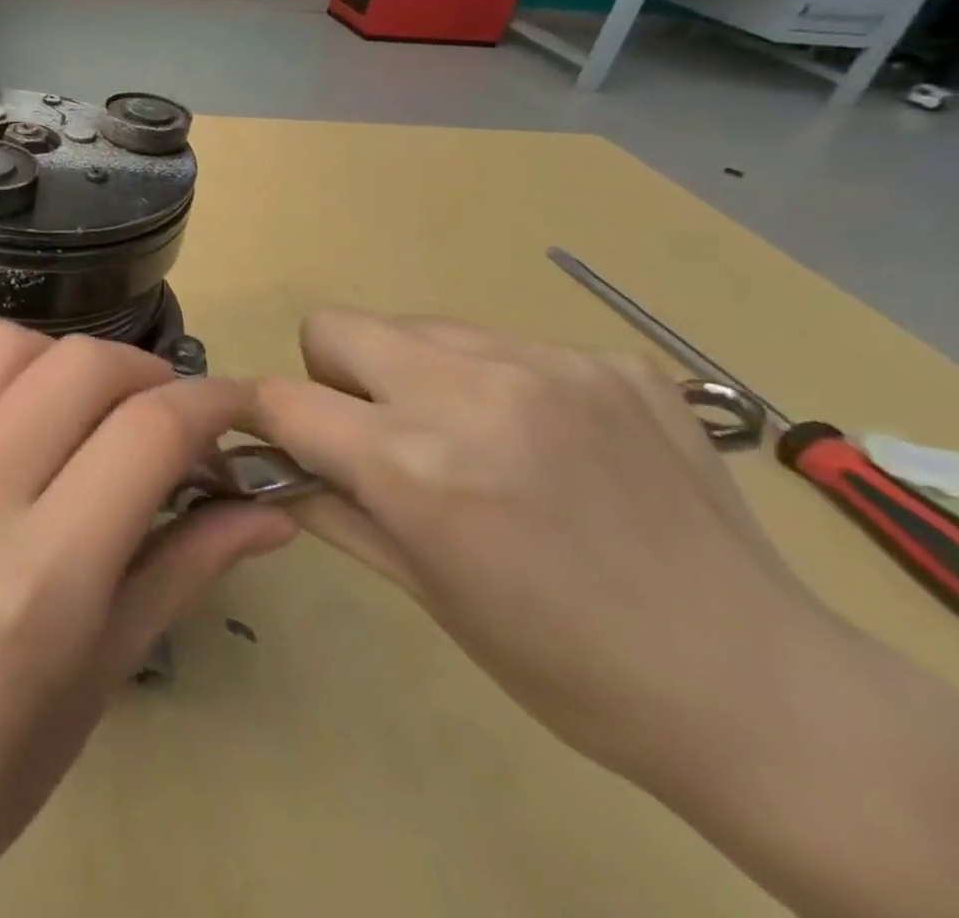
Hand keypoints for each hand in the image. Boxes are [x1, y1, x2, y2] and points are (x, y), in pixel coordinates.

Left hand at [0, 323, 294, 917]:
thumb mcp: (101, 678)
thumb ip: (186, 570)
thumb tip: (270, 508)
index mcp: (39, 582)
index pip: (148, 435)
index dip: (210, 402)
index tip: (232, 403)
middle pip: (78, 366)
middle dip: (141, 371)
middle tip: (155, 408)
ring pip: (0, 345)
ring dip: (56, 360)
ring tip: (68, 406)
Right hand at [249, 309, 814, 787]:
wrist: (757, 688)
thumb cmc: (561, 661)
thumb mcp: (421, 591)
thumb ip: (332, 506)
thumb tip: (272, 462)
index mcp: (416, 464)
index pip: (283, 397)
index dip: (259, 412)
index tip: (268, 431)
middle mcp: (471, 390)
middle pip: (334, 326)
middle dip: (333, 377)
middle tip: (379, 435)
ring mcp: (547, 363)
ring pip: (416, 327)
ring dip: (413, 374)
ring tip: (470, 440)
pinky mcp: (610, 358)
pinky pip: (501, 343)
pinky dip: (493, 382)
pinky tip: (546, 444)